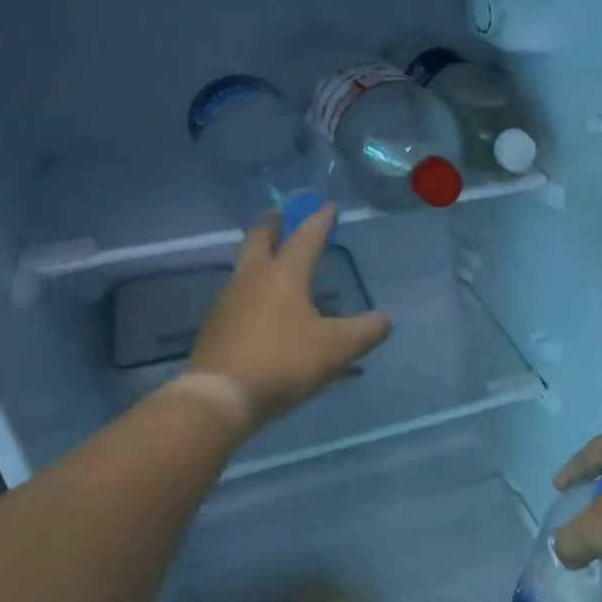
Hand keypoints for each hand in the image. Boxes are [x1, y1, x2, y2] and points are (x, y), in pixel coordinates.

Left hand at [188, 204, 390, 432]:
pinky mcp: (216, 326)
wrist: (222, 395)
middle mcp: (252, 278)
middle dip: (273, 224)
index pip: (306, 238)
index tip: (329, 205)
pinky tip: (262, 307)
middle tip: (281, 215)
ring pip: (245, 267)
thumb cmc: (285, 361)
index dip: (320, 220)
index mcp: (284, 275)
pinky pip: (238, 296)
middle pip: (259, 239)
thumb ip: (366, 331)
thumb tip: (385, 319)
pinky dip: (253, 290)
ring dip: (260, 257)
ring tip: (275, 262)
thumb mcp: (338, 348)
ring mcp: (228, 301)